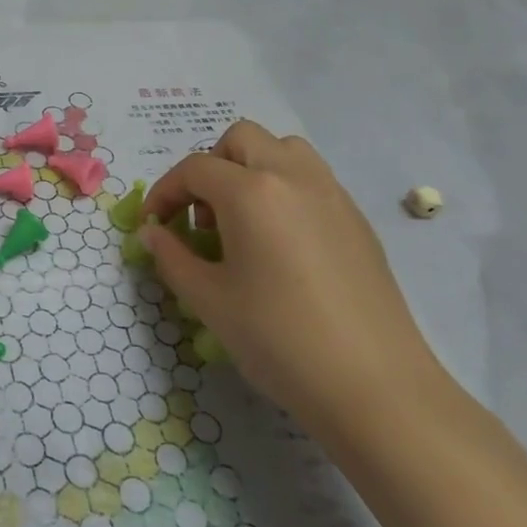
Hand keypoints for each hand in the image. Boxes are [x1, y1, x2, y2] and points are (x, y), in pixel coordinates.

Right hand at [141, 120, 445, 439]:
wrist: (375, 386)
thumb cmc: (279, 339)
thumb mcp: (209, 300)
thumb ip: (171, 257)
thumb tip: (152, 233)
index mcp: (251, 192)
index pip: (194, 169)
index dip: (165, 192)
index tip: (154, 225)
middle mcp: (292, 176)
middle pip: (241, 139)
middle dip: (210, 167)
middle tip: (202, 216)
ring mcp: (331, 194)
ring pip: (283, 149)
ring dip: (251, 168)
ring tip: (242, 220)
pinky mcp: (357, 219)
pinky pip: (311, 178)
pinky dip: (284, 189)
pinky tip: (280, 243)